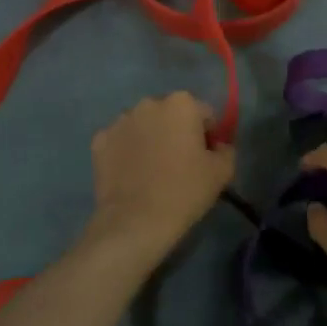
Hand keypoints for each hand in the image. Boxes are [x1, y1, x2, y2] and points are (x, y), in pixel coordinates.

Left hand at [83, 92, 235, 263]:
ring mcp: (120, 120)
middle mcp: (149, 103)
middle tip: (181, 163)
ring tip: (153, 170)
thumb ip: (226, 149)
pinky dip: (127, 151)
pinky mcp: (99, 140)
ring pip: (144, 125)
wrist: (135, 222)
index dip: (209, 136)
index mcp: (181, 103)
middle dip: (177, 131)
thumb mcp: (222, 172)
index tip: (206, 158)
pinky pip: (120, 141)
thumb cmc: (184, 192)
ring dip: (151, 138)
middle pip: (171, 114)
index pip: (204, 114)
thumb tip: (218, 146)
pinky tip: (132, 174)